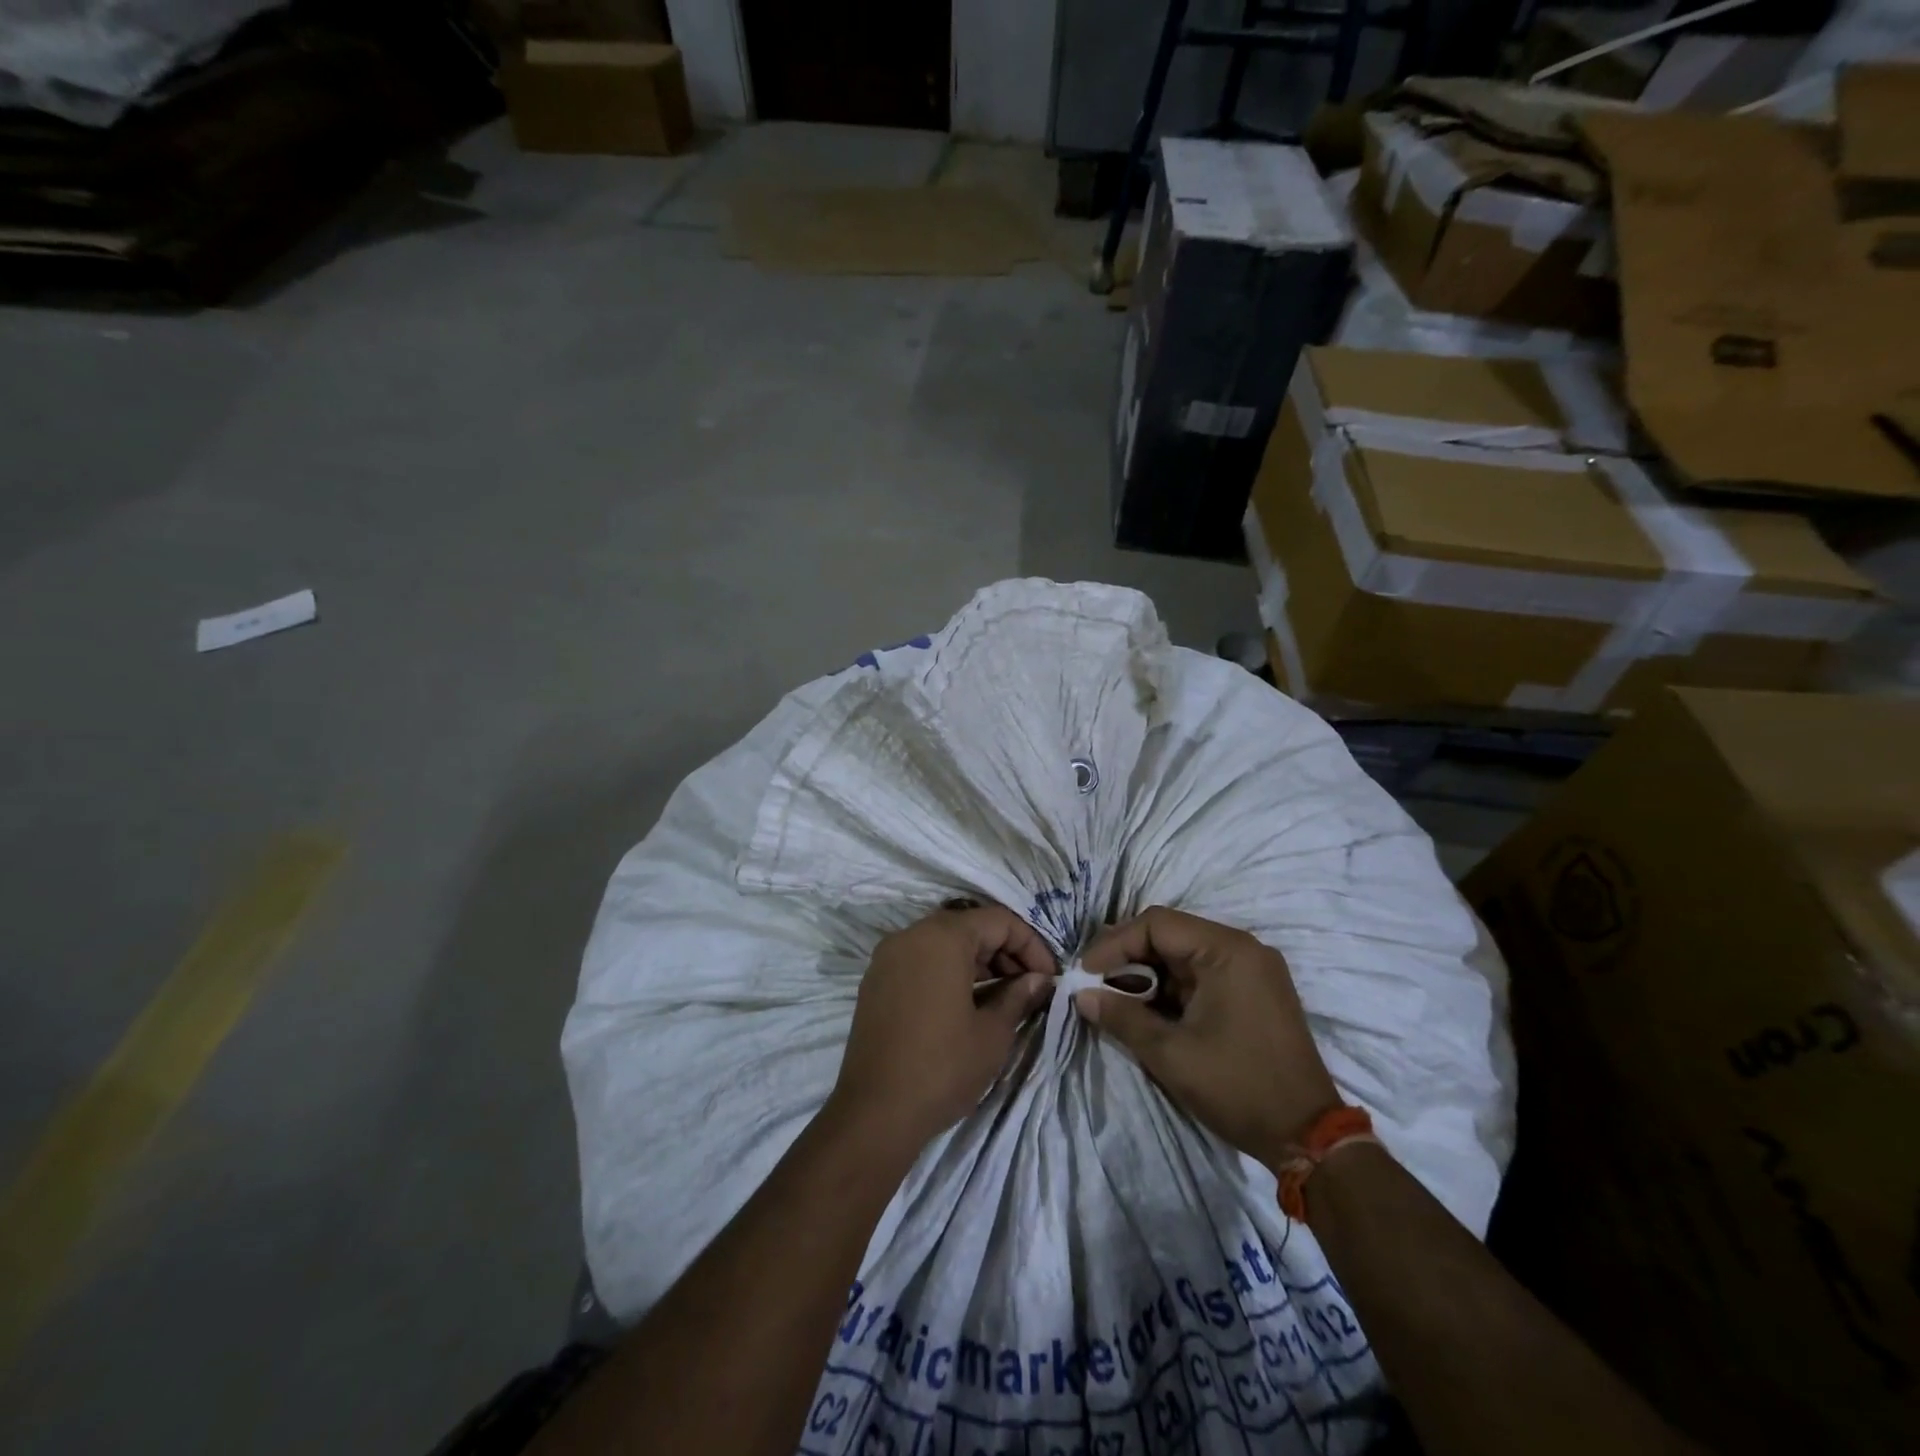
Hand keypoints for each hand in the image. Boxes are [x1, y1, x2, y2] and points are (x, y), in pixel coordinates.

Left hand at [826, 902, 1055, 1154]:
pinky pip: (921, 961)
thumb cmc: (943, 1067)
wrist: (875, 1113)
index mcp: (942, 937)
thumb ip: (1018, 996)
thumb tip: (1039, 980)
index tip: (1049, 978)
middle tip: (1029, 989)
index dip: (1031, 945)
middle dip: (1005, 953)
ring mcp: (888, 957)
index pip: (998, 921)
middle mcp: (911, 935)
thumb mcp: (993, 1033)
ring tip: (1003, 999)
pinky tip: (967, 1004)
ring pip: (944, 944)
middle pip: (969, 927)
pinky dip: (948, 972)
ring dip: (978, 963)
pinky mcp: (876, 982)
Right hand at [1075, 907, 1339, 1170]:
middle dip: (1129, 957)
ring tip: (1116, 998)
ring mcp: (1253, 969)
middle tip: (1095, 982)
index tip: (1086, 972)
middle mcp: (1243, 948)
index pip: (1156, 924)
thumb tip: (1082, 996)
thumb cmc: (1237, 1086)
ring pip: (1185, 955)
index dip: (1114, 943)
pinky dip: (1173, 987)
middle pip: (1171, 935)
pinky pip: (1203, 974)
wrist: (1309, 1136)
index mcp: (1227, 950)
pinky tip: (1149, 1008)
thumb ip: (1122, 1017)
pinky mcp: (1256, 991)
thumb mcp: (1170, 1054)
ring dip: (1149, 973)